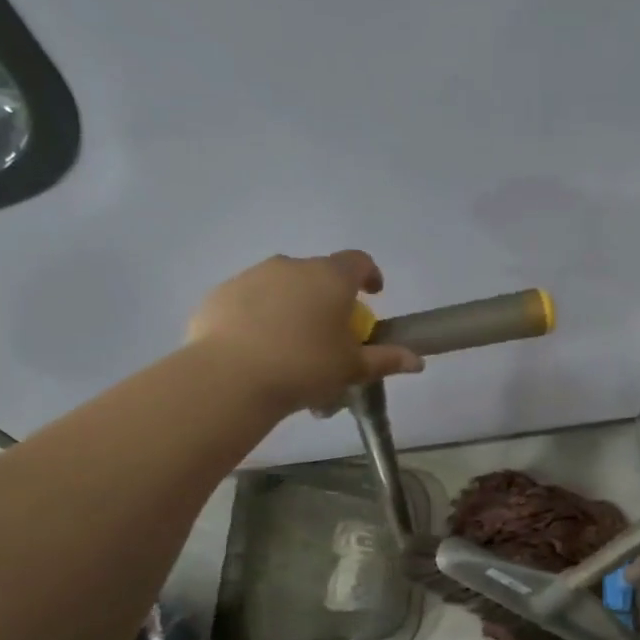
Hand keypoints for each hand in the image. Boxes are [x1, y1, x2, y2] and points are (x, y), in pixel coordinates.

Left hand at [187, 251, 423, 414]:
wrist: (230, 378)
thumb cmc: (304, 367)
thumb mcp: (351, 368)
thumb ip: (385, 359)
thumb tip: (418, 361)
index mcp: (330, 278)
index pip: (359, 261)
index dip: (370, 275)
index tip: (373, 294)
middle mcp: (292, 266)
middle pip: (318, 275)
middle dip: (328, 298)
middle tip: (329, 334)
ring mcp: (252, 276)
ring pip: (282, 286)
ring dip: (292, 306)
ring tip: (290, 347)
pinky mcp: (221, 294)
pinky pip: (249, 301)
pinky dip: (258, 317)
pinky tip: (256, 350)